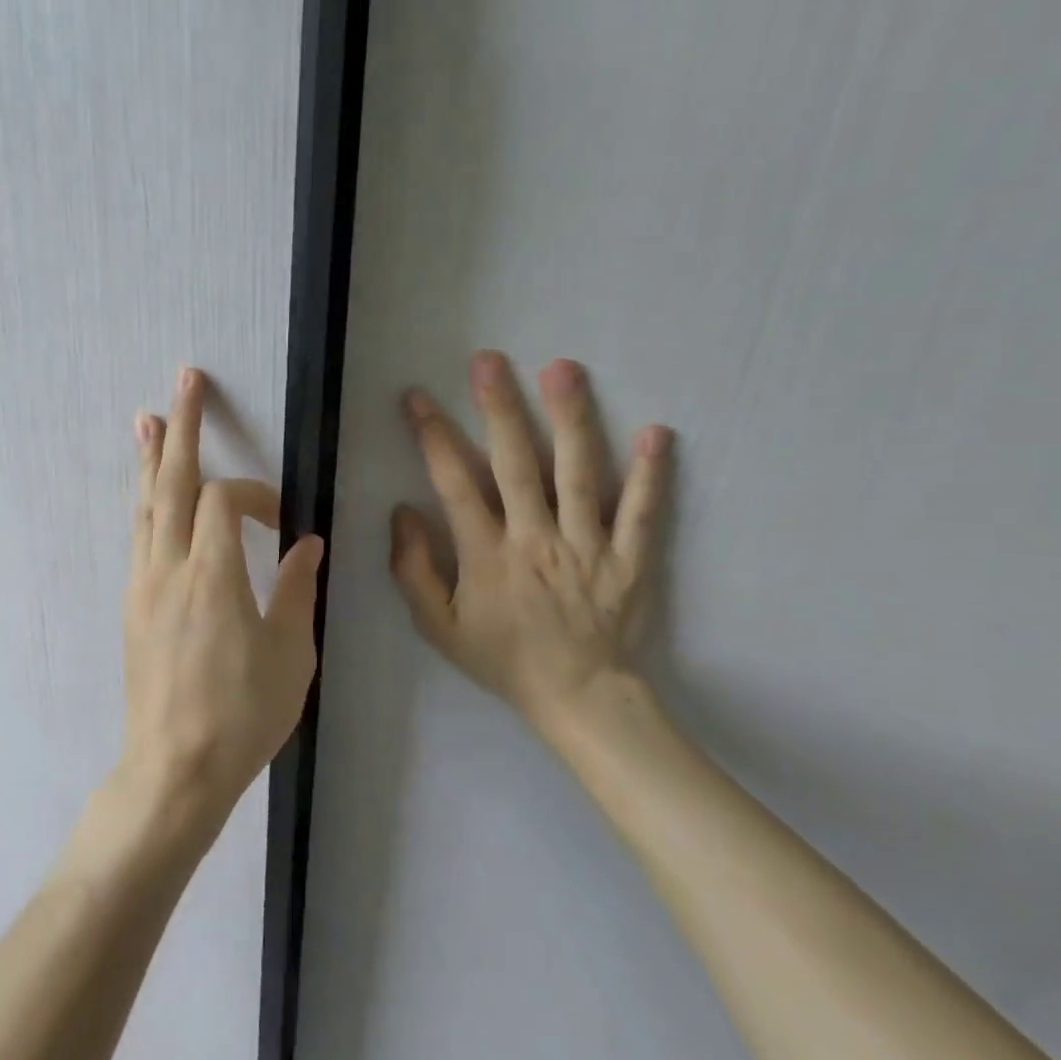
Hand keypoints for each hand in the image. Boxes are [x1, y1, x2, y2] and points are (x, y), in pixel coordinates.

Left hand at [121, 368, 323, 831]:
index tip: (282, 523)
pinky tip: (149, 492)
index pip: (222, 500)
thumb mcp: (290, 656)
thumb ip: (297, 589)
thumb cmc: (242, 716)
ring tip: (149, 419)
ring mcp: (143, 584)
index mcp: (211, 576)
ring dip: (151, 459)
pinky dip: (146, 502)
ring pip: (145, 505)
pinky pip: (139, 535)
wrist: (174, 768)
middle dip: (182, 428)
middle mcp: (168, 568)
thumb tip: (306, 543)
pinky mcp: (132, 604)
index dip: (254, 494)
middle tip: (184, 381)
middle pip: (170, 482)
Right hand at [390, 353, 671, 739]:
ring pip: (579, 475)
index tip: (417, 397)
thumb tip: (404, 510)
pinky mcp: (631, 560)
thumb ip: (413, 569)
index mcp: (486, 556)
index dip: (433, 436)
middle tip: (488, 360)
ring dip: (570, 420)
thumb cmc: (502, 659)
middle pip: (515, 464)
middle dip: (498, 408)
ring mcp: (589, 547)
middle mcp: (536, 541)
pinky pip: (643, 513)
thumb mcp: (438, 626)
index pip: (455, 484)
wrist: (578, 699)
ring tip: (562, 369)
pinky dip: (651, 474)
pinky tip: (656, 433)